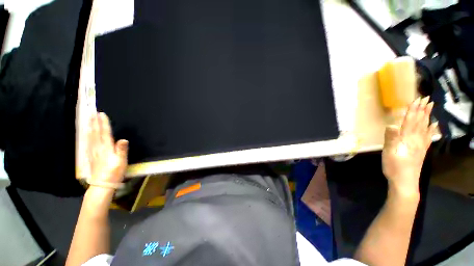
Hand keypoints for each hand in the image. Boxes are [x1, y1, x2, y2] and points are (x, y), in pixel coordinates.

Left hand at [88, 112, 128, 184]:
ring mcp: (93, 152)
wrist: (102, 184)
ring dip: (90, 127)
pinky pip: (88, 142)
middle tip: (92, 113)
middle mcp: (98, 148)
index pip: (105, 133)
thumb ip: (122, 150)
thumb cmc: (115, 172)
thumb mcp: (121, 162)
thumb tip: (123, 139)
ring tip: (88, 119)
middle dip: (94, 122)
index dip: (103, 124)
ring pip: (90, 137)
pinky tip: (86, 133)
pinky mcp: (91, 156)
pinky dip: (87, 135)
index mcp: (107, 148)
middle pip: (95, 133)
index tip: (101, 114)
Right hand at [382, 97, 436, 196]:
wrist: (404, 182)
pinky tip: (434, 125)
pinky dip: (432, 129)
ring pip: (425, 127)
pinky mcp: (421, 151)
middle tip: (426, 99)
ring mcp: (420, 145)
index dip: (413, 110)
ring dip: (427, 116)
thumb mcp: (388, 153)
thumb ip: (391, 138)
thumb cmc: (393, 167)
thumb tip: (391, 124)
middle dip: (422, 110)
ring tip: (430, 107)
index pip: (410, 121)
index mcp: (406, 139)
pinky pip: (428, 137)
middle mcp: (416, 140)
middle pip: (419, 122)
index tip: (417, 98)